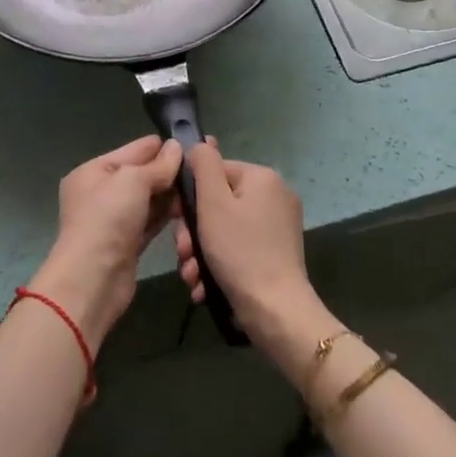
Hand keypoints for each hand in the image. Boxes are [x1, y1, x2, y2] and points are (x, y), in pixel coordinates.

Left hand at [29, 136, 184, 348]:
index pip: (132, 150)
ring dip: (171, 196)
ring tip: (202, 188)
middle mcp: (100, 193)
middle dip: (168, 172)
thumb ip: (158, 165)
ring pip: (148, 200)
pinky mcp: (127, 244)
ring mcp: (113, 220)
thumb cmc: (107, 219)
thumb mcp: (133, 181)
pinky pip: (150, 222)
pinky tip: (189, 210)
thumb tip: (177, 147)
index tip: (193, 143)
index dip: (161, 147)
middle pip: (141, 175)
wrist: (93, 279)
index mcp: (93, 171)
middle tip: (203, 168)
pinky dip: (167, 216)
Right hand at [175, 144, 332, 365]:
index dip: (190, 197)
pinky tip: (204, 285)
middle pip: (218, 203)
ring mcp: (277, 226)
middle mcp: (274, 196)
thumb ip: (204, 165)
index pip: (214, 171)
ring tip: (191, 276)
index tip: (178, 224)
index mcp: (262, 177)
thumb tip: (200, 144)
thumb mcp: (213, 203)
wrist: (276, 312)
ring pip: (224, 229)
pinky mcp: (276, 253)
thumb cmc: (240, 251)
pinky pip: (238, 248)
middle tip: (183, 256)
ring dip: (201, 252)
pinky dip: (219, 264)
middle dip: (193, 232)